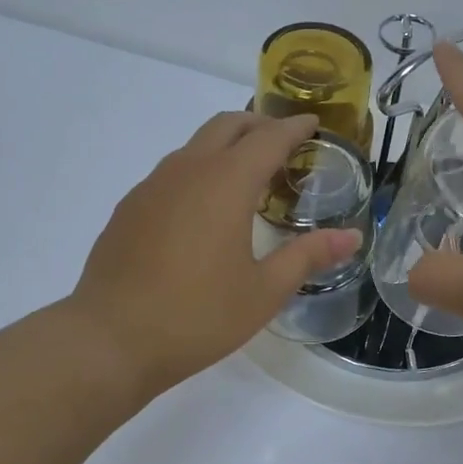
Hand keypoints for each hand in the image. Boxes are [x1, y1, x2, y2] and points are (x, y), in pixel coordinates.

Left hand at [71, 111, 362, 397]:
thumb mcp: (264, 291)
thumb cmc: (197, 316)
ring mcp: (151, 186)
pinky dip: (198, 170)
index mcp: (226, 183)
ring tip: (246, 175)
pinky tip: (202, 208)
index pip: (268, 138)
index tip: (313, 124)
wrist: (110, 339)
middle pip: (226, 125)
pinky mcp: (129, 207)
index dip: (294, 127)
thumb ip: (308, 256)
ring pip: (195, 145)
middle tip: (283, 143)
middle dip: (258, 125)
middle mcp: (187, 170)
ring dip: (225, 145)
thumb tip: (352, 237)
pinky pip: (171, 171)